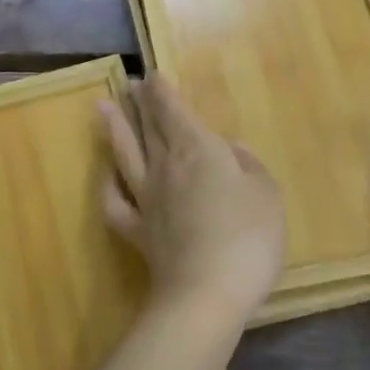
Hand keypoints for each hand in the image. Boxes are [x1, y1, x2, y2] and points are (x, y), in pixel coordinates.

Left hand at [99, 75, 286, 324]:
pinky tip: (108, 176)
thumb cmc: (246, 237)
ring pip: (126, 154)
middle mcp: (166, 166)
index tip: (152, 75)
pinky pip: (115, 203)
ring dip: (115, 128)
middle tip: (130, 85)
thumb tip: (230, 148)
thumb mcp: (266, 193)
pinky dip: (109, 186)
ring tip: (102, 107)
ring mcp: (147, 199)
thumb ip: (248, 165)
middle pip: (148, 127)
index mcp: (198, 149)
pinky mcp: (138, 232)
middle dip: (139, 103)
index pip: (173, 110)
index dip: (162, 91)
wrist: (206, 295)